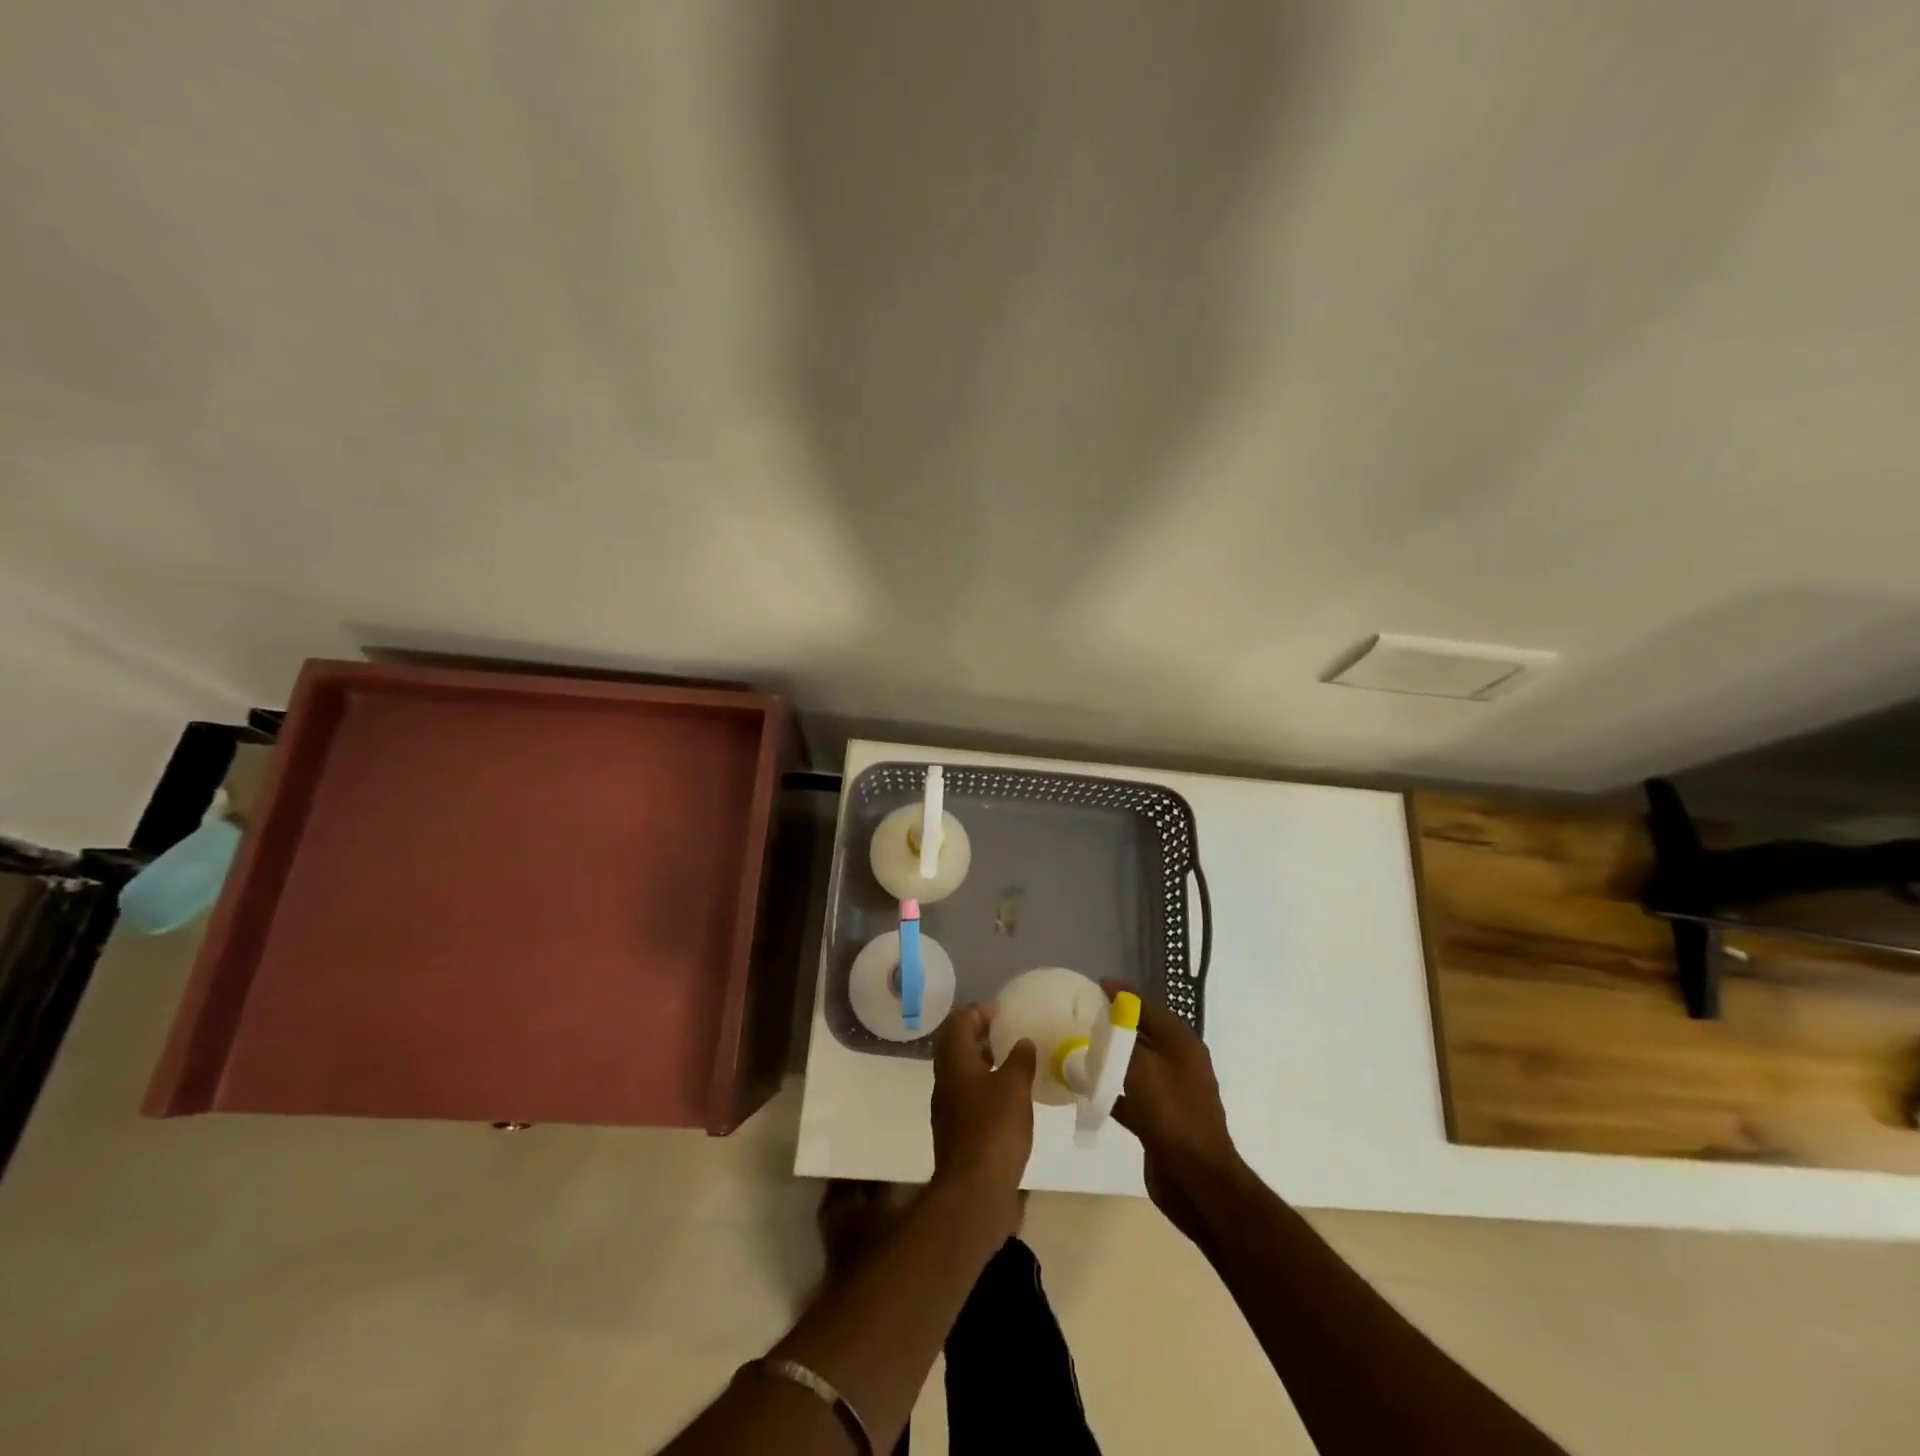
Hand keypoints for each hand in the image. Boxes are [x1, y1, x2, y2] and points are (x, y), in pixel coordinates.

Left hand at [930, 1003, 1035, 1238]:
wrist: (974, 1191)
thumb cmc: (994, 1129)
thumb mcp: (1015, 1087)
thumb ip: (1020, 1059)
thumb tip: (1022, 1042)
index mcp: (954, 1061)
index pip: (959, 1021)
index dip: (979, 1010)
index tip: (1003, 1010)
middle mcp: (945, 1079)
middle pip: (956, 1043)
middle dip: (979, 1033)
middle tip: (1007, 1030)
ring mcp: (948, 1106)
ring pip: (962, 1069)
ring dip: (982, 1059)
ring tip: (1011, 1059)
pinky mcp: (956, 1129)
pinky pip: (968, 1093)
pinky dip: (984, 1083)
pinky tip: (1008, 1094)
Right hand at [1101, 981, 1240, 1244]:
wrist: (1197, 1180)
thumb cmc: (1172, 1115)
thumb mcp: (1143, 1069)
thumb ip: (1122, 1042)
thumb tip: (1106, 1023)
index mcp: (1181, 1043)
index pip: (1148, 1007)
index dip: (1123, 994)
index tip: (1095, 985)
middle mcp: (1179, 1062)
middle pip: (1142, 1033)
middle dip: (1113, 1024)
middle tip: (1080, 1016)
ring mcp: (1170, 1092)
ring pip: (1134, 1064)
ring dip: (1110, 1057)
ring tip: (1077, 1047)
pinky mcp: (1159, 1119)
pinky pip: (1130, 1094)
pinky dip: (1110, 1089)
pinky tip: (1086, 1089)